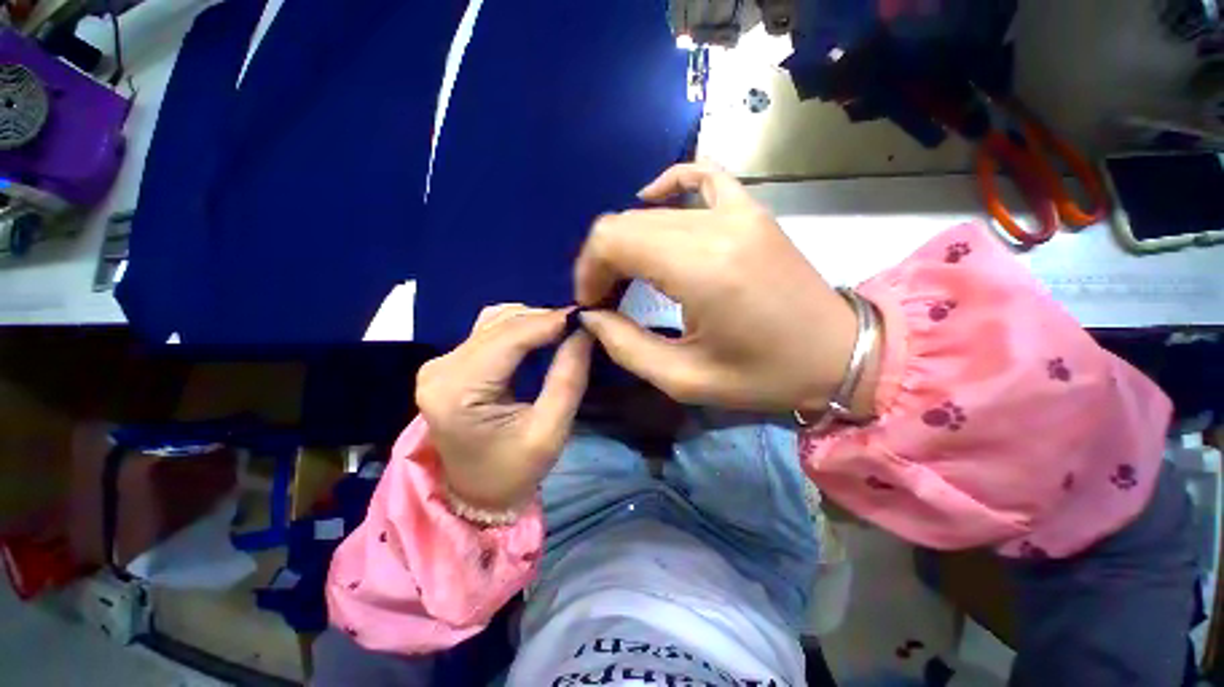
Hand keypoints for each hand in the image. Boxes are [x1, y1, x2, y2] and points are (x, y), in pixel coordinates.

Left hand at [415, 305, 591, 511]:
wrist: (477, 495)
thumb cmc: (514, 471)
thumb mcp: (550, 431)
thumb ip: (568, 378)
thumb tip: (583, 333)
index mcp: (458, 391)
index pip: (509, 338)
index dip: (549, 321)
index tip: (584, 315)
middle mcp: (441, 369)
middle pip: (500, 325)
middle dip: (544, 319)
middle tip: (579, 324)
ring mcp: (440, 364)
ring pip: (494, 322)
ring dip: (532, 321)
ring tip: (563, 330)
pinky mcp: (448, 365)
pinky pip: (488, 331)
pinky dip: (518, 328)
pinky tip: (540, 336)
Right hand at [574, 163, 876, 414]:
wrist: (839, 354)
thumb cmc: (764, 375)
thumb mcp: (685, 379)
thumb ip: (626, 346)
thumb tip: (592, 316)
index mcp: (701, 268)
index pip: (613, 239)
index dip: (588, 270)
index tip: (591, 304)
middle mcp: (716, 226)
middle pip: (627, 222)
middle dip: (603, 260)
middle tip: (606, 298)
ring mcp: (738, 210)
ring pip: (652, 210)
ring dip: (627, 241)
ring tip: (627, 277)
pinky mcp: (751, 209)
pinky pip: (701, 176)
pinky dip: (669, 187)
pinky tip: (655, 202)